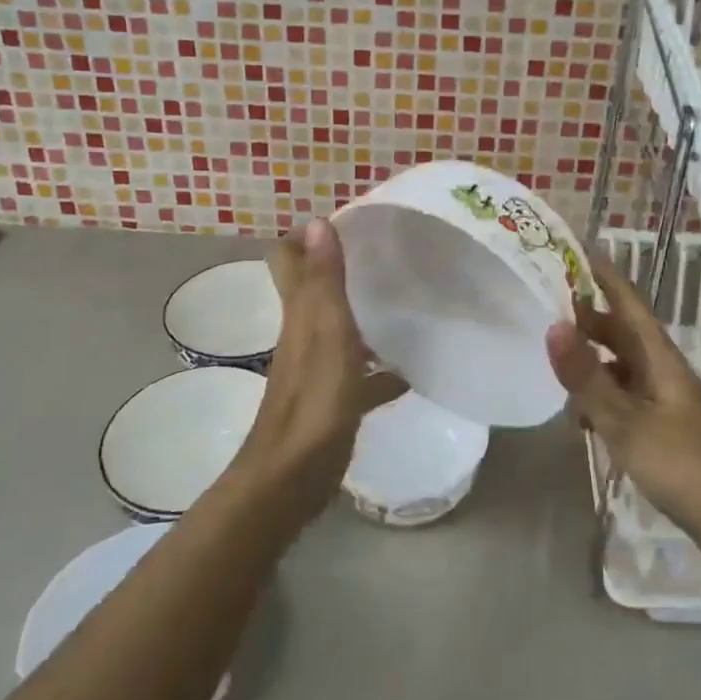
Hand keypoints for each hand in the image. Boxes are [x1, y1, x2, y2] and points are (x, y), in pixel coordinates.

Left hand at [230, 219, 400, 524]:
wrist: (292, 478)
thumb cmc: (314, 400)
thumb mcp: (325, 332)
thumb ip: (324, 280)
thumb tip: (317, 221)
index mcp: (300, 314)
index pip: (289, 260)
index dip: (307, 237)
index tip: (346, 221)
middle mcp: (305, 334)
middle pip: (316, 290)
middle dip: (341, 268)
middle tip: (384, 254)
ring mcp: (319, 369)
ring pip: (341, 329)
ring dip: (365, 313)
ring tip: (406, 301)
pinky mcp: (334, 400)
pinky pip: (361, 374)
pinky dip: (382, 368)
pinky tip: (411, 370)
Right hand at [546, 254, 700, 551]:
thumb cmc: (684, 466)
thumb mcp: (626, 422)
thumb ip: (587, 377)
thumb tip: (552, 325)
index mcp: (659, 358)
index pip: (627, 302)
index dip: (604, 274)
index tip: (575, 248)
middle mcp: (663, 371)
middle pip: (622, 333)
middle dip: (588, 319)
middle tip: (546, 309)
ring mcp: (667, 402)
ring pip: (622, 367)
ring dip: (592, 362)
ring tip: (556, 367)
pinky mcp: (666, 430)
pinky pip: (626, 399)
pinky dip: (602, 398)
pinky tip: (584, 419)